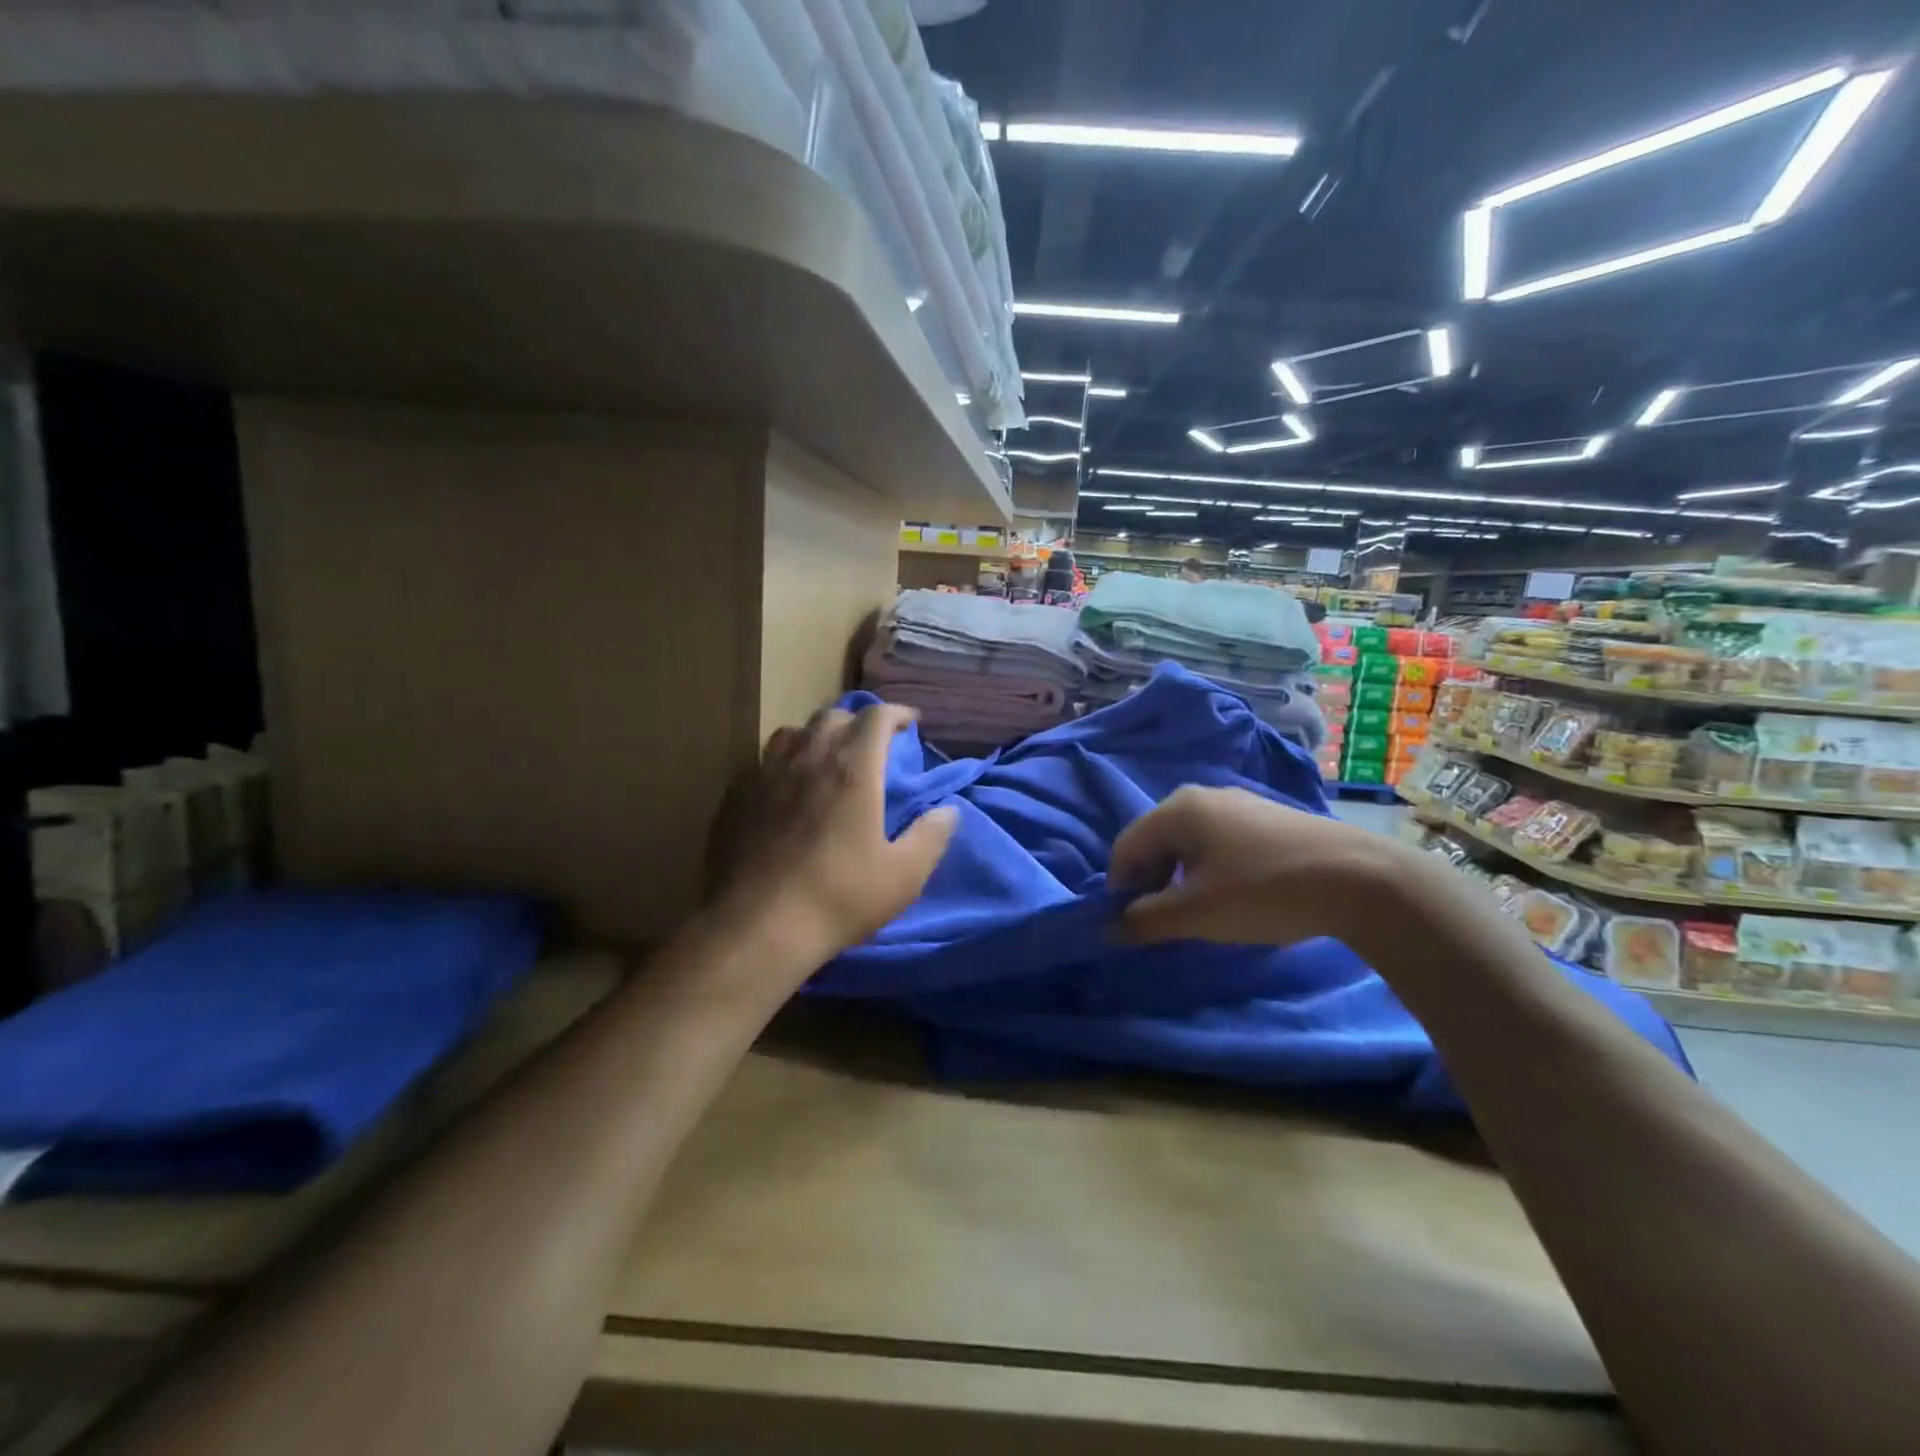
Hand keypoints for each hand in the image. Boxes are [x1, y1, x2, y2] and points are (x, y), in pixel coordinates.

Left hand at [705, 703, 957, 959]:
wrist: (759, 927)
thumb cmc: (840, 897)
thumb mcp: (904, 874)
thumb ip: (931, 836)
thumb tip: (948, 810)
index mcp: (853, 769)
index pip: (876, 716)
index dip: (896, 713)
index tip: (910, 723)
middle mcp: (808, 758)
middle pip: (833, 716)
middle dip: (857, 722)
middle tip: (871, 744)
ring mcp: (766, 774)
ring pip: (792, 733)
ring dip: (816, 736)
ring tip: (825, 758)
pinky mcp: (736, 797)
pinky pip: (763, 763)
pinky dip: (783, 764)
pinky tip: (785, 790)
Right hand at [1109, 785, 1410, 945]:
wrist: (1360, 878)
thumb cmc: (1262, 891)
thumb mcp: (1196, 914)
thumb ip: (1146, 920)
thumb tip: (1111, 927)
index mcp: (1176, 810)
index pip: (1125, 848)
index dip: (1120, 888)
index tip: (1133, 925)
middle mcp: (1202, 796)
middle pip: (1156, 842)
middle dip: (1153, 883)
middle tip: (1166, 922)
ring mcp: (1239, 803)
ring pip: (1190, 843)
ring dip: (1182, 880)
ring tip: (1202, 914)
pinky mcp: (1268, 817)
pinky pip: (1220, 842)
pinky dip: (1212, 870)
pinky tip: (1237, 896)